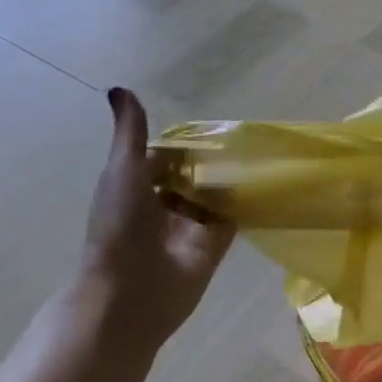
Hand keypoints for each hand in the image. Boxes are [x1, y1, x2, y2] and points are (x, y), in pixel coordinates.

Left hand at [83, 88, 234, 348]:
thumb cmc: (118, 227)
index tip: (211, 127)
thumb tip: (118, 87)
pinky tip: (263, 182)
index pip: (165, 159)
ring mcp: (188, 228)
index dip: (183, 145)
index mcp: (136, 188)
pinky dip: (244, 203)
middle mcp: (162, 207)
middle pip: (191, 177)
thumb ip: (130, 132)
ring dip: (229, 179)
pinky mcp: (212, 246)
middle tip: (242, 137)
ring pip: (213, 196)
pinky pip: (231, 218)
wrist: (128, 294)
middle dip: (211, 161)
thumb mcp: (122, 170)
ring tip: (258, 153)